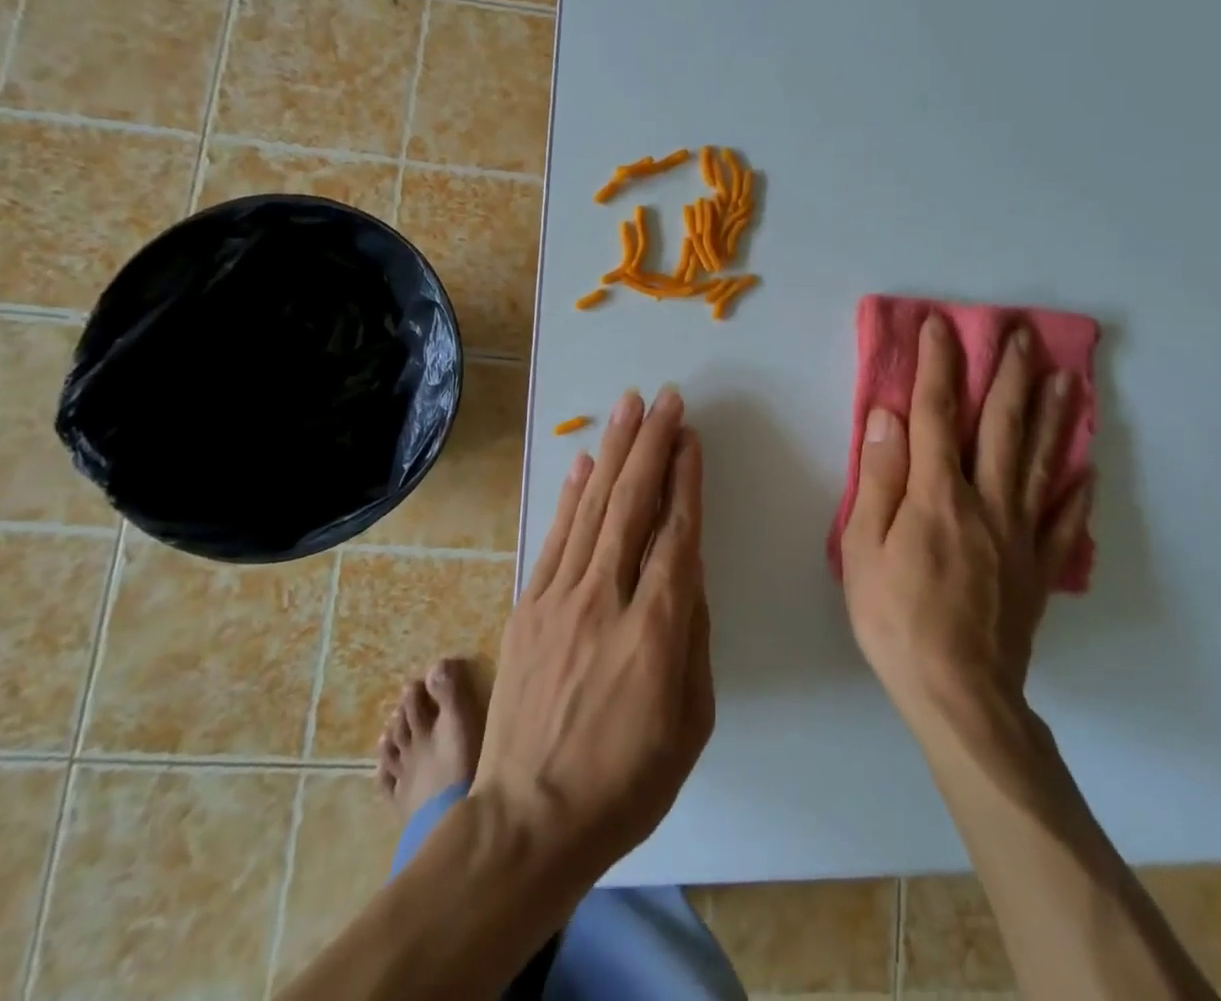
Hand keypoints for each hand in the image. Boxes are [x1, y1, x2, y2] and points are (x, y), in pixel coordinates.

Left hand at [472, 387, 713, 882]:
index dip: (684, 478)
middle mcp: (606, 598)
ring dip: (613, 451)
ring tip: (628, 407)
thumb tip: (688, 569)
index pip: (676, 533)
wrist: (528, 822)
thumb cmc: (626, 781)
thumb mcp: (690, 721)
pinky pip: (554, 537)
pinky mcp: (528, 606)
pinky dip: (570, 495)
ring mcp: (559, 598)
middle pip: (633, 503)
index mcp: (656, 629)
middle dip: (651, 443)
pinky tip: (584, 462)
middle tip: (664, 398)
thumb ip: (693, 635)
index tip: (690, 436)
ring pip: (592, 507)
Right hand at [841, 314, 1090, 718]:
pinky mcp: (1039, 567)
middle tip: (1023, 336)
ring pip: (1040, 462)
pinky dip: (1076, 491)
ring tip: (1066, 379)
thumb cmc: (896, 618)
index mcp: (938, 494)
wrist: (959, 695)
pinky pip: (1064, 520)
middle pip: (1001, 426)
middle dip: (1009, 376)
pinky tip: (1088, 469)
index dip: (937, 366)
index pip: (935, 414)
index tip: (941, 326)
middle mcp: (986, 501)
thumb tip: (887, 417)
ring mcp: (1020, 534)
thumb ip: (879, 479)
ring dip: (1052, 415)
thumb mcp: (864, 549)